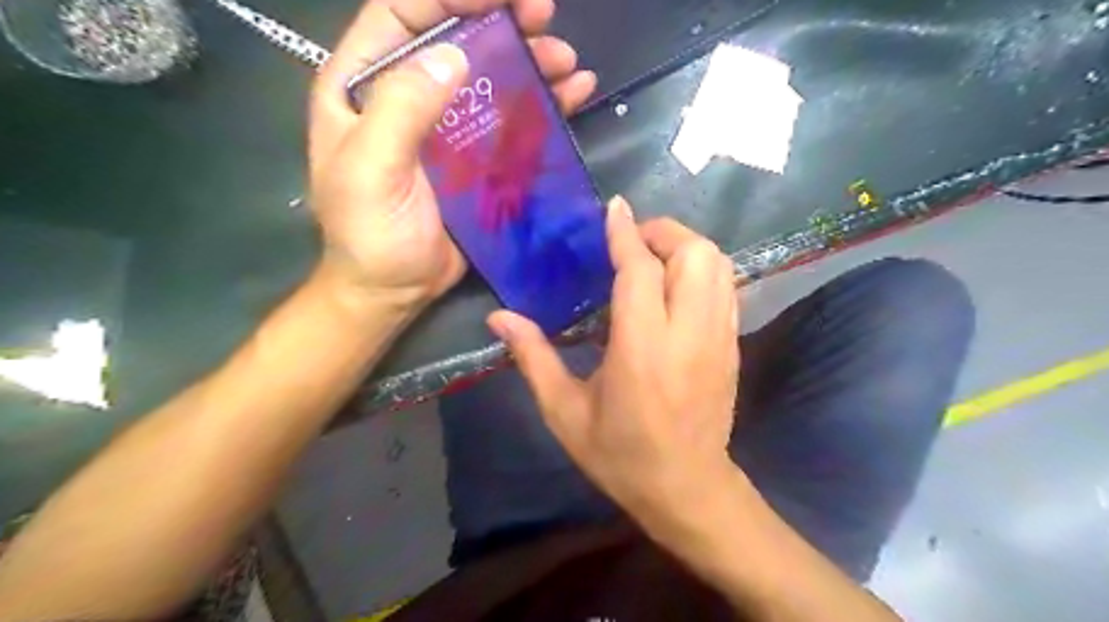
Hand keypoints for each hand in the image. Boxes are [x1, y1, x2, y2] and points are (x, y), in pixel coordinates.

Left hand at [301, 0, 598, 307]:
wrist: (393, 290)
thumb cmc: (370, 236)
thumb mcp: (371, 172)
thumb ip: (400, 111)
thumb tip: (451, 55)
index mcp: (363, 88)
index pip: (402, 15)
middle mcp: (405, 96)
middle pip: (454, 37)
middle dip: (500, 19)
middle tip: (544, 16)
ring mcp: (446, 127)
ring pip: (489, 76)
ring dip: (529, 61)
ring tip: (565, 62)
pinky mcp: (476, 158)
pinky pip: (510, 120)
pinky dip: (542, 104)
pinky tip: (573, 94)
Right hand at [487, 198, 739, 529]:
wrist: (687, 489)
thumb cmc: (620, 455)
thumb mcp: (565, 413)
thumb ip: (533, 358)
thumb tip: (499, 318)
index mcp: (642, 350)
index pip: (641, 271)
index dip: (626, 233)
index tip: (614, 208)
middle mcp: (688, 334)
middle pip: (694, 254)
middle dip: (663, 233)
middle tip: (631, 242)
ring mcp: (719, 338)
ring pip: (718, 264)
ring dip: (685, 247)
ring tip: (653, 258)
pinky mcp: (733, 345)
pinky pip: (726, 286)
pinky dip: (703, 268)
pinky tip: (675, 284)